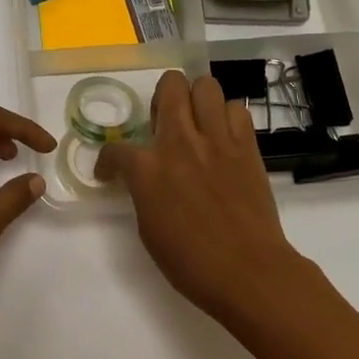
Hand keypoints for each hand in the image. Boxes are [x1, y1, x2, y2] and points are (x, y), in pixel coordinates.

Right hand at [98, 71, 312, 322]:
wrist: (250, 273)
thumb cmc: (192, 262)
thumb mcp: (148, 228)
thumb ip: (143, 191)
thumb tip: (146, 179)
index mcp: (147, 168)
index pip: (115, 149)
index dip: (108, 161)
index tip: (112, 172)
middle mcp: (180, 142)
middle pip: (170, 85)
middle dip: (162, 96)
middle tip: (164, 122)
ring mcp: (217, 140)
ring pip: (206, 85)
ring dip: (197, 99)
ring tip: (197, 122)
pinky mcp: (247, 146)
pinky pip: (238, 110)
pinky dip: (228, 117)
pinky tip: (224, 138)